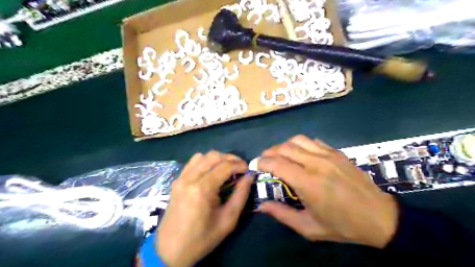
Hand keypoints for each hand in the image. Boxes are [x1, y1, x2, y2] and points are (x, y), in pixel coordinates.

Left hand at [157, 151, 253, 265]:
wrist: (170, 250)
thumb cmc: (202, 238)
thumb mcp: (228, 220)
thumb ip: (241, 195)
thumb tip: (249, 177)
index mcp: (202, 189)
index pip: (225, 166)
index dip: (239, 165)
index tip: (248, 170)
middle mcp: (190, 178)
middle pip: (213, 156)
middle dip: (230, 158)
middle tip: (240, 167)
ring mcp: (181, 178)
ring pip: (202, 156)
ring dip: (217, 158)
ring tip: (227, 168)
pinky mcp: (177, 181)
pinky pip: (192, 162)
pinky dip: (205, 161)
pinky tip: (211, 171)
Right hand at [257, 136, 397, 248]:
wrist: (379, 217)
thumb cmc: (342, 225)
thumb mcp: (309, 227)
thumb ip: (282, 214)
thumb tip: (262, 206)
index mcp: (307, 182)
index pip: (277, 164)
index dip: (262, 162)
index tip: (255, 165)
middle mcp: (315, 163)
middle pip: (284, 148)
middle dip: (270, 152)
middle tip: (265, 159)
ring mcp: (328, 155)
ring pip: (298, 140)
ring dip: (284, 145)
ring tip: (280, 154)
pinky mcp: (337, 153)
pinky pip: (313, 141)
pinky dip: (301, 144)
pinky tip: (301, 153)